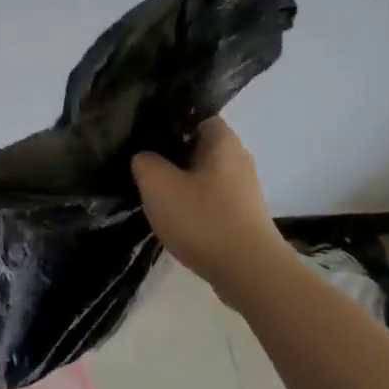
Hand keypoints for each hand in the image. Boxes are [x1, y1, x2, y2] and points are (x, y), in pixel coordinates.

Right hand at [131, 118, 288, 284]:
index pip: (192, 115)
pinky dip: (190, 204)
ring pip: (201, 174)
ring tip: (151, 192)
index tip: (140, 135)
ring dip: (178, 182)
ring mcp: (242, 189)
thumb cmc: (203, 219)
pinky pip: (209, 199)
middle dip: (168, 154)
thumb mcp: (158, 184)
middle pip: (195, 146)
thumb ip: (144, 162)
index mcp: (223, 140)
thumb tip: (145, 158)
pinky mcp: (241, 215)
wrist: (249, 273)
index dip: (165, 121)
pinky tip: (172, 217)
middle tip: (139, 163)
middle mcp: (238, 158)